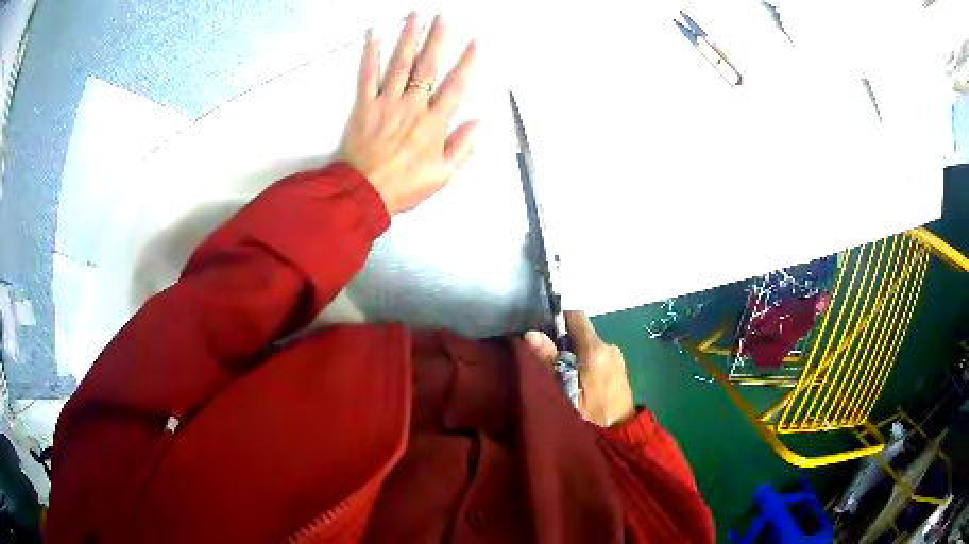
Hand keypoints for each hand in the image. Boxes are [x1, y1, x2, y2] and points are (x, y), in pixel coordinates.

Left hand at [339, 13, 479, 214]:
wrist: (362, 193)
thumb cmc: (402, 186)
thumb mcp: (442, 176)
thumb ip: (463, 147)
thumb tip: (480, 123)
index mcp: (433, 124)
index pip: (456, 85)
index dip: (468, 61)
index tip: (476, 41)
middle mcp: (412, 107)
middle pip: (428, 66)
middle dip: (438, 37)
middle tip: (444, 16)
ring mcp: (387, 103)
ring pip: (400, 63)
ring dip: (409, 37)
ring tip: (416, 16)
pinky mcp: (365, 106)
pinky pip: (368, 75)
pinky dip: (371, 53)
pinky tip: (375, 34)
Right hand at [525, 312, 636, 427]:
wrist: (621, 436)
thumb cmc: (590, 416)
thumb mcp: (564, 393)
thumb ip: (548, 362)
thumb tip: (531, 333)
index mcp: (596, 349)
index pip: (576, 316)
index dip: (557, 320)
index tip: (542, 336)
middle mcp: (609, 346)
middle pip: (580, 332)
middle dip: (562, 343)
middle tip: (545, 363)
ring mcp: (617, 357)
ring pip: (588, 346)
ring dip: (573, 355)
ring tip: (559, 377)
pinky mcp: (619, 368)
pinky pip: (597, 357)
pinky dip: (585, 364)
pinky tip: (577, 384)